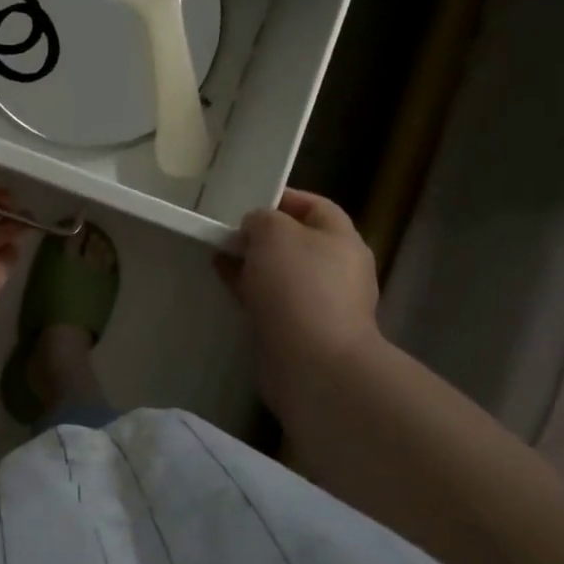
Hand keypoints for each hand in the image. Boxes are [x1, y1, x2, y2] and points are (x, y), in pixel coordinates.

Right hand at [215, 189, 380, 419]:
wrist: (313, 364)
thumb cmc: (298, 285)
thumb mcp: (273, 232)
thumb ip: (261, 219)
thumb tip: (256, 230)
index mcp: (342, 239)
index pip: (315, 205)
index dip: (283, 198)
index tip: (247, 201)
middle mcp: (339, 269)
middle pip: (298, 241)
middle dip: (263, 235)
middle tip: (229, 232)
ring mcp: (323, 304)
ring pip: (283, 273)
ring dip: (254, 265)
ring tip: (220, 258)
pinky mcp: (304, 332)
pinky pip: (274, 302)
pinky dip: (252, 291)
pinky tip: (228, 287)